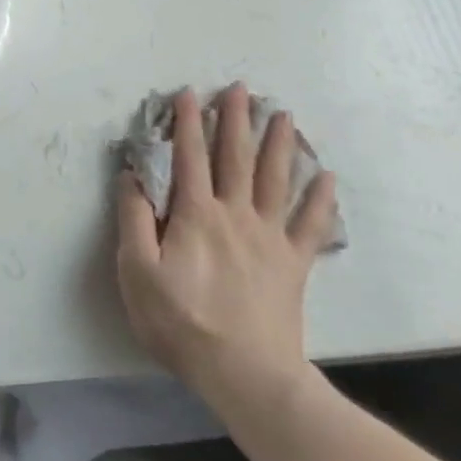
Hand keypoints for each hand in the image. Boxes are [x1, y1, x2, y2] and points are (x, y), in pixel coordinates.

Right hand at [116, 85, 339, 406]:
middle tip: (240, 88)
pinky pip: (311, 225)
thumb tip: (131, 175)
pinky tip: (328, 177)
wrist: (244, 372)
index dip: (186, 123)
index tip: (188, 94)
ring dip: (279, 144)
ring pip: (275, 179)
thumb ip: (133, 220)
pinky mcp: (293, 263)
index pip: (189, 157)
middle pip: (236, 158)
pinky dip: (321, 199)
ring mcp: (269, 237)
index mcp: (196, 215)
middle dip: (235, 120)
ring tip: (282, 114)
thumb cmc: (181, 323)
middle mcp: (235, 214)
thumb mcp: (137, 272)